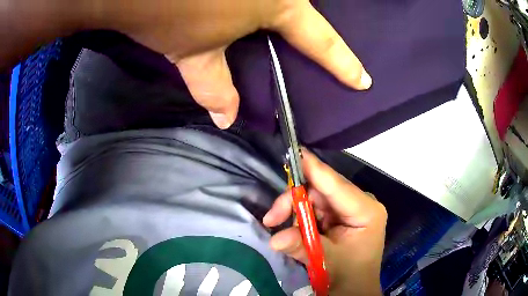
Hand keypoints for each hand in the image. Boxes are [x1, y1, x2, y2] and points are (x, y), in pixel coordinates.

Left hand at [105, 0, 371, 127]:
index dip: (343, 64)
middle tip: (314, 49)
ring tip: (278, 30)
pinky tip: (255, 11)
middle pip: (304, 10)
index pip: (321, 40)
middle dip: (310, 30)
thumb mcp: (192, 52)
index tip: (363, 80)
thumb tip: (226, 119)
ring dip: (286, 11)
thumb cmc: (168, 14)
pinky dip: (265, 3)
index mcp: (278, 3)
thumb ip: (214, 86)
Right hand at [263, 150, 386, 294]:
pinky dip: (300, 217)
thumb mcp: (326, 261)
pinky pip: (315, 208)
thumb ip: (301, 247)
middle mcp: (359, 204)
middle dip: (294, 201)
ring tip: (277, 225)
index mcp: (366, 211)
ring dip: (294, 211)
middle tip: (272, 218)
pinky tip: (293, 229)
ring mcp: (349, 209)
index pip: (336, 186)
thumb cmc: (349, 275)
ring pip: (315, 198)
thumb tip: (274, 238)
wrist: (354, 289)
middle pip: (321, 190)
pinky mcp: (339, 216)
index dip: (314, 169)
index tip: (295, 152)